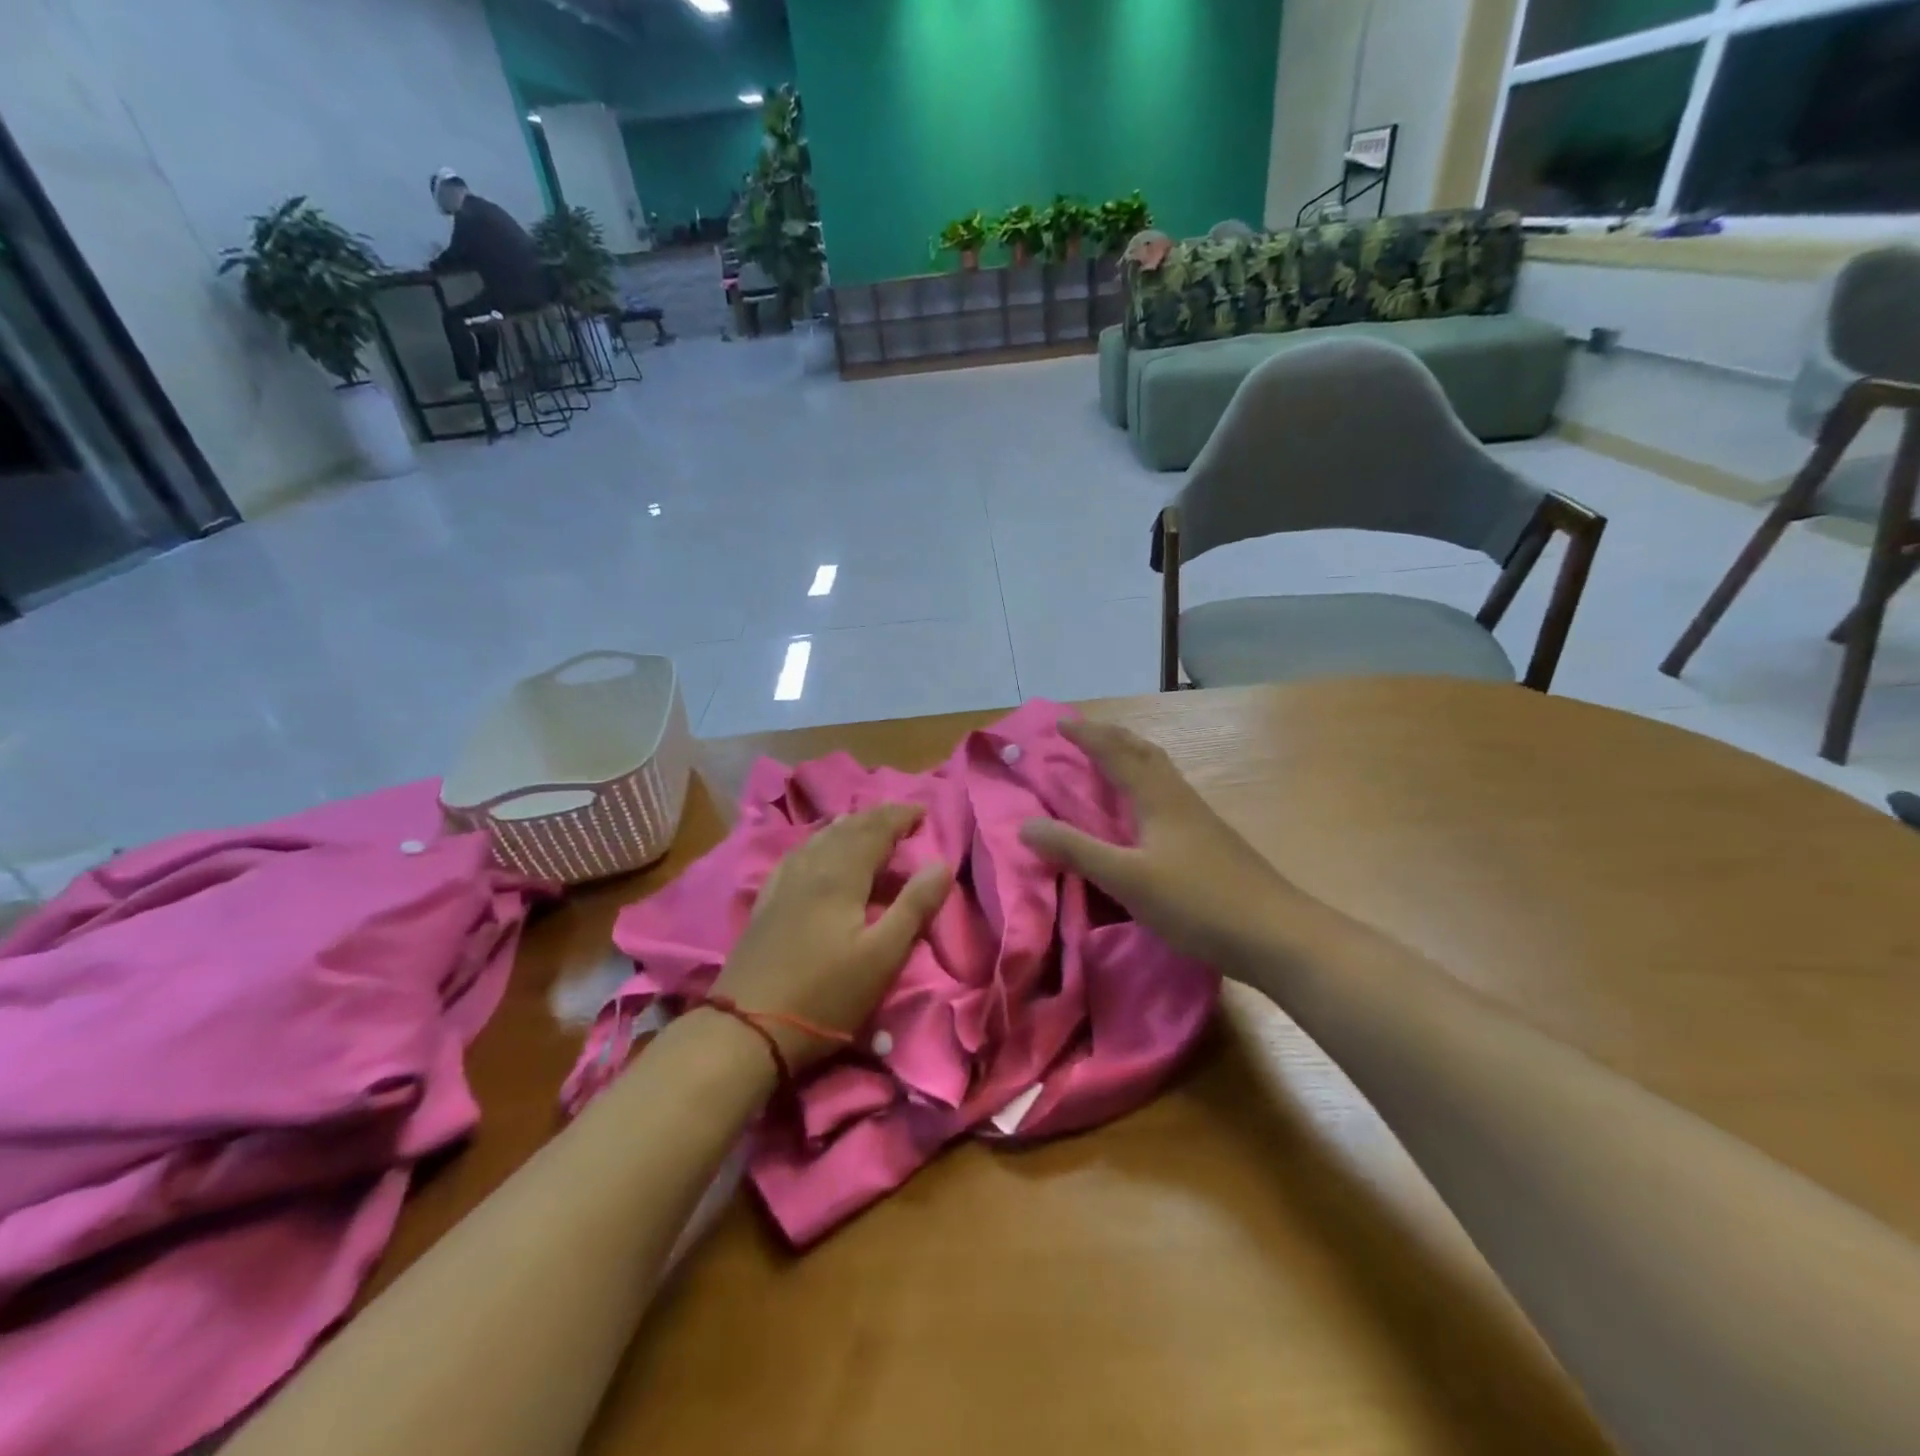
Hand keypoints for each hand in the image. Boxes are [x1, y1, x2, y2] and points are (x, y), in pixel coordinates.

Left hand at [709, 804, 951, 1071]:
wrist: (747, 1028)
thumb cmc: (825, 996)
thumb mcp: (882, 957)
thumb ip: (914, 907)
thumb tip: (941, 864)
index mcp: (841, 877)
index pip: (874, 831)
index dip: (899, 817)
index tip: (923, 810)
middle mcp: (810, 869)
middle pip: (846, 831)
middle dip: (876, 817)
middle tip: (901, 814)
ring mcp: (783, 885)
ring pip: (818, 839)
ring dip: (847, 826)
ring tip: (864, 824)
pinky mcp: (766, 903)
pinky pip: (797, 855)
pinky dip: (817, 842)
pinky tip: (814, 850)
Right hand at [1019, 718, 1300, 969]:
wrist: (1277, 935)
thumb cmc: (1198, 902)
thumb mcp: (1127, 879)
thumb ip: (1077, 851)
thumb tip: (1025, 824)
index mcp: (1158, 798)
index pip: (1116, 753)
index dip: (1087, 736)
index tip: (1060, 722)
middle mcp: (1179, 799)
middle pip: (1144, 752)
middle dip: (1112, 737)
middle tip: (1084, 734)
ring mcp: (1200, 820)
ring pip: (1160, 774)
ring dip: (1132, 758)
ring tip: (1109, 763)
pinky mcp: (1210, 843)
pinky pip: (1168, 797)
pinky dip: (1146, 787)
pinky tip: (1145, 813)